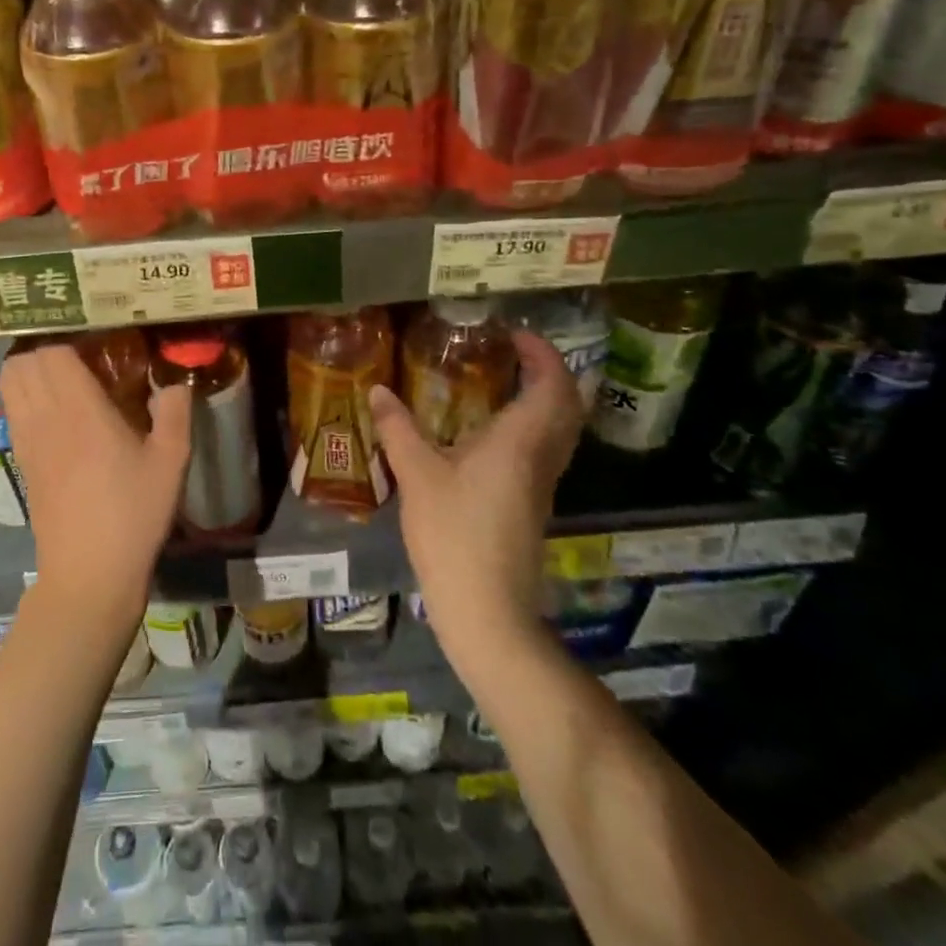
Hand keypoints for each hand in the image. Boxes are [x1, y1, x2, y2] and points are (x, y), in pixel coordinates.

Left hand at [0, 344, 191, 623]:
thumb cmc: (134, 513)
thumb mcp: (171, 461)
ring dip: (29, 372)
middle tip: (80, 358)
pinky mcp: (21, 462)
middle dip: (46, 351)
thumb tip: (175, 381)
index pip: (53, 353)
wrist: (89, 574)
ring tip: (63, 381)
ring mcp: (27, 441)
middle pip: (22, 362)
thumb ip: (175, 411)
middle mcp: (45, 418)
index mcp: (81, 410)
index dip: (71, 341)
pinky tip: (56, 414)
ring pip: (8, 384)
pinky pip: (12, 411)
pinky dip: (24, 398)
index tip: (98, 345)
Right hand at [369, 331, 580, 676]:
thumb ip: (398, 429)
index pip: (553, 384)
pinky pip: (544, 450)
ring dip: (542, 399)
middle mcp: (541, 457)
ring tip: (502, 383)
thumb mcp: (417, 475)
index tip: (516, 333)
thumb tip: (379, 390)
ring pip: (559, 429)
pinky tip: (491, 432)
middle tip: (513, 354)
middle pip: (567, 405)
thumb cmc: (455, 536)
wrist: (487, 611)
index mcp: (521, 440)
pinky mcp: (533, 505)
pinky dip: (530, 426)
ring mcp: (542, 485)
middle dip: (549, 372)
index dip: (543, 353)